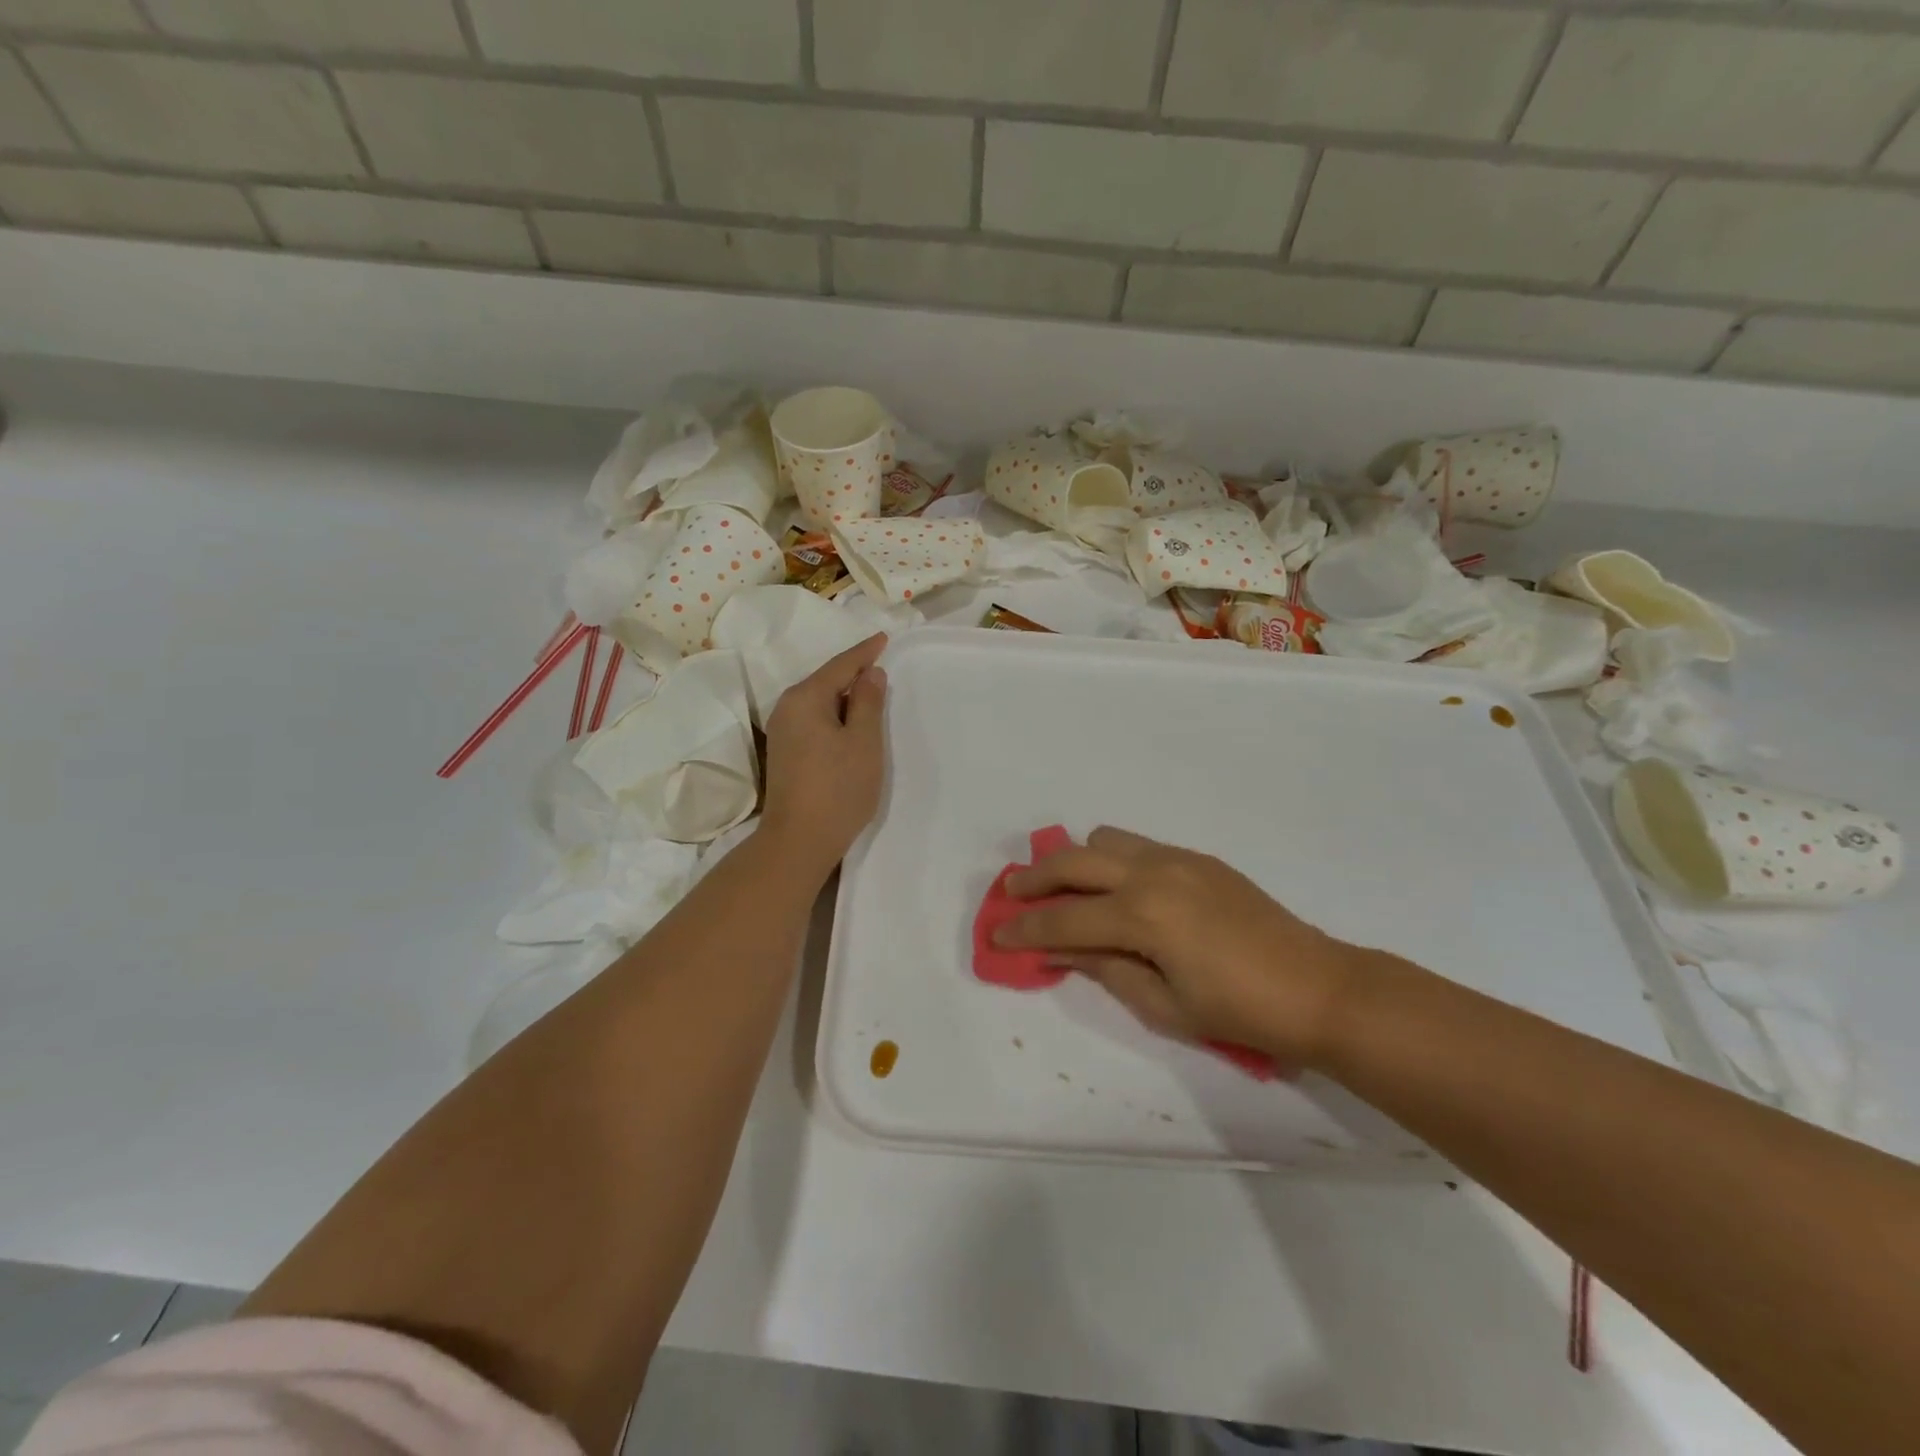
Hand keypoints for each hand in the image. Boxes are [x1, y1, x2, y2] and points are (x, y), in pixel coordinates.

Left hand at [760, 634, 887, 875]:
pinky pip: (813, 720)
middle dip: (853, 673)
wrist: (798, 841)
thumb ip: (868, 702)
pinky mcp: (785, 753)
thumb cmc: (838, 788)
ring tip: (871, 693)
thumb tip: (869, 673)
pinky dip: (834, 715)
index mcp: (805, 698)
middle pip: (825, 681)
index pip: (840, 666)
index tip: (884, 638)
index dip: (864, 652)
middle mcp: (787, 708)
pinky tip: (850, 723)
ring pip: (819, 702)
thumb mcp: (863, 742)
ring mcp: (782, 732)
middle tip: (881, 664)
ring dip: (844, 697)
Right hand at [996, 827, 1365, 1067]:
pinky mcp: (1197, 858)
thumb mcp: (1163, 1004)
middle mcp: (1152, 873)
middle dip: (1035, 878)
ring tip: (1066, 888)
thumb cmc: (1240, 1012)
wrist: (1319, 988)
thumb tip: (1061, 950)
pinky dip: (1111, 859)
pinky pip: (1138, 845)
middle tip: (1012, 894)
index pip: (1064, 920)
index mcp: (1142, 916)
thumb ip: (1105, 969)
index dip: (1025, 929)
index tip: (996, 935)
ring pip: (1105, 840)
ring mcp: (1177, 859)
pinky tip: (1117, 889)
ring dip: (1076, 860)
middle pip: (1073, 862)